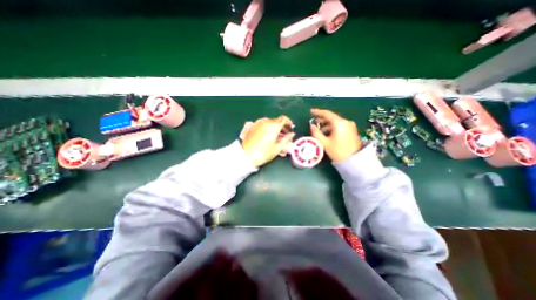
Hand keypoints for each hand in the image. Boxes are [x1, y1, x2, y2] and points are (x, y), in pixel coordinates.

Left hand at [242, 116, 294, 168]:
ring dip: (275, 126)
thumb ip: (286, 139)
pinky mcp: (253, 126)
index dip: (289, 123)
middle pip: (277, 120)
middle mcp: (266, 122)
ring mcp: (258, 123)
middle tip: (284, 134)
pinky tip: (268, 135)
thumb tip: (291, 134)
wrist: (246, 155)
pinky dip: (268, 127)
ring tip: (276, 136)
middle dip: (282, 126)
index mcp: (273, 126)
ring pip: (270, 122)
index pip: (284, 119)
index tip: (290, 128)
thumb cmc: (262, 153)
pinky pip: (263, 124)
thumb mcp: (277, 148)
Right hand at [310, 109, 359, 162]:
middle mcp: (346, 122)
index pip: (327, 114)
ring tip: (320, 132)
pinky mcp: (352, 130)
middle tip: (314, 123)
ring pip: (336, 123)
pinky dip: (333, 128)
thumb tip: (311, 126)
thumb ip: (316, 133)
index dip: (318, 112)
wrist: (354, 161)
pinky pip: (340, 126)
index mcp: (339, 123)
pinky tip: (328, 134)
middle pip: (332, 118)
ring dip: (327, 125)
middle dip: (322, 120)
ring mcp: (350, 126)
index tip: (311, 111)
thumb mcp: (324, 143)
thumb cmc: (338, 151)